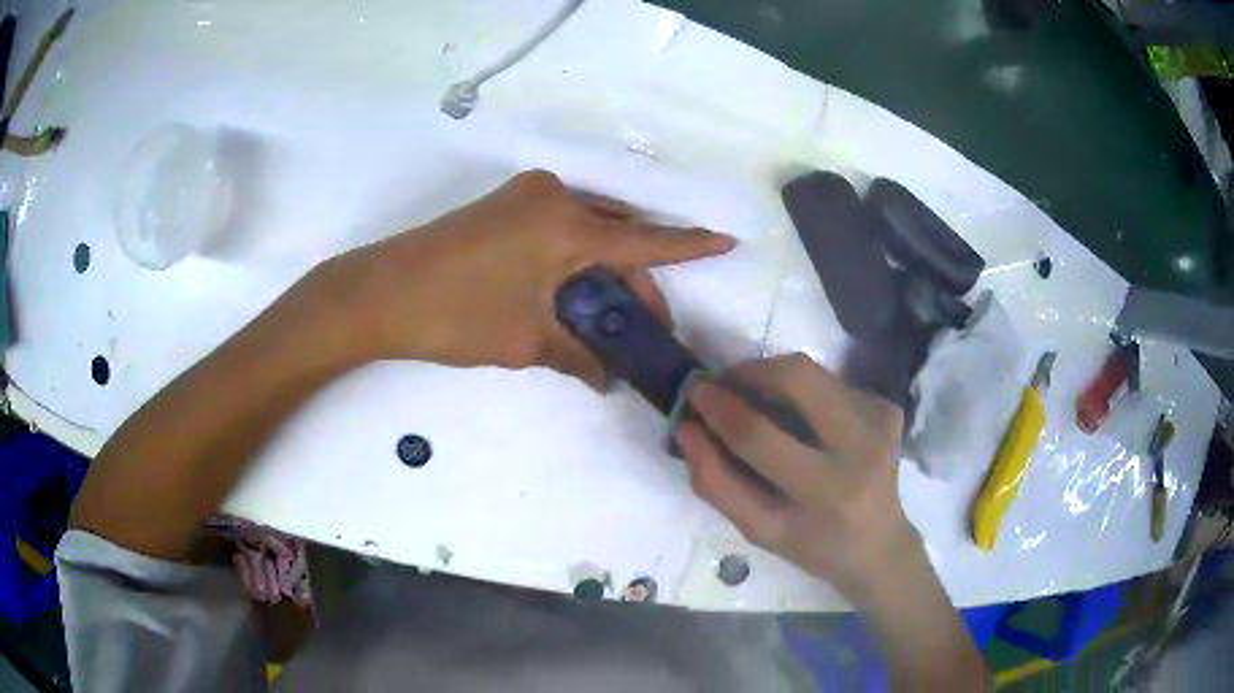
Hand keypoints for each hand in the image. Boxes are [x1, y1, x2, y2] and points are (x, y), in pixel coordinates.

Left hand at [305, 170, 734, 385]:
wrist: (378, 294)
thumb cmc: (454, 316)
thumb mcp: (524, 340)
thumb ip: (577, 356)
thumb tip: (609, 381)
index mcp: (565, 226)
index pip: (644, 240)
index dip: (688, 245)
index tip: (726, 242)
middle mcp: (553, 198)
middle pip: (616, 237)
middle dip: (637, 280)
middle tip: (646, 327)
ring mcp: (525, 196)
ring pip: (588, 230)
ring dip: (605, 268)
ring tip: (611, 316)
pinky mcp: (505, 205)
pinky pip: (560, 226)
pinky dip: (577, 256)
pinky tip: (576, 290)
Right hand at [676, 354, 915, 604]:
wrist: (880, 547)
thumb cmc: (814, 547)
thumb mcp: (758, 529)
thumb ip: (716, 482)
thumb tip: (689, 429)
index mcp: (826, 491)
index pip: (759, 436)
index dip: (720, 408)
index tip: (696, 391)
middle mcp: (861, 447)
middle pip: (798, 376)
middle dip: (751, 370)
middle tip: (728, 385)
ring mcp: (881, 421)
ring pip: (814, 372)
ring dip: (776, 378)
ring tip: (761, 402)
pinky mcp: (889, 409)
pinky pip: (834, 382)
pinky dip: (807, 392)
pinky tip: (806, 421)